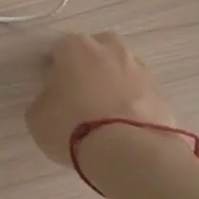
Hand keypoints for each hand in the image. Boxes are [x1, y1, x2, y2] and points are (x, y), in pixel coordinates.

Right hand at [26, 31, 181, 167]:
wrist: (126, 150)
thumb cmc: (71, 126)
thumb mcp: (37, 117)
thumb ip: (44, 100)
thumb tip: (52, 100)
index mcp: (75, 48)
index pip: (59, 48)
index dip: (54, 67)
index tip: (51, 86)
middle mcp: (110, 50)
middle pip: (98, 48)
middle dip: (90, 64)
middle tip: (80, 91)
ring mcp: (139, 70)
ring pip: (122, 68)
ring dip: (114, 82)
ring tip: (104, 112)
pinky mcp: (161, 94)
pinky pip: (139, 93)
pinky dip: (132, 103)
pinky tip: (123, 126)